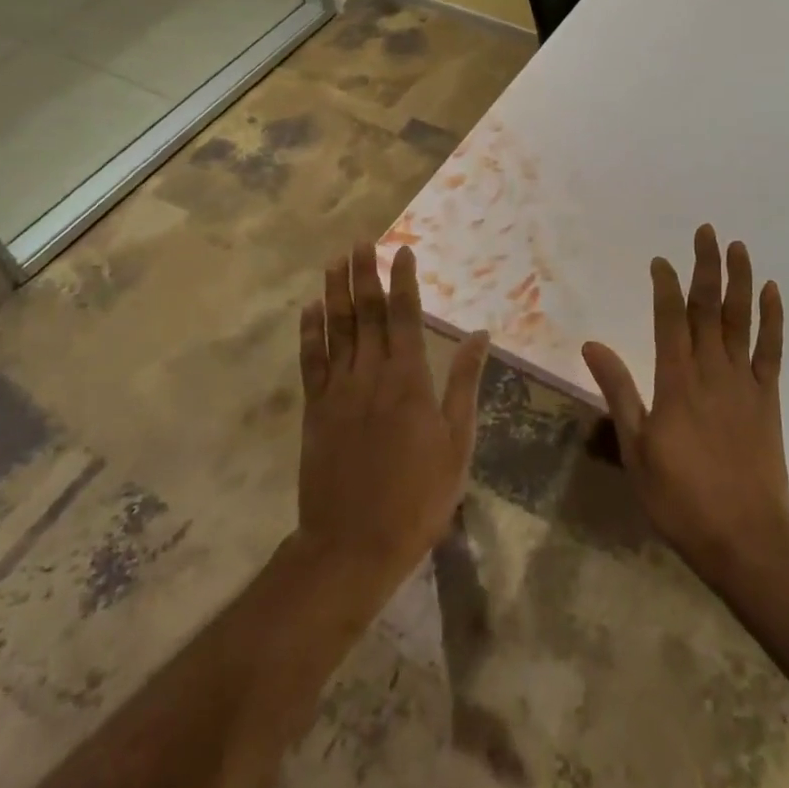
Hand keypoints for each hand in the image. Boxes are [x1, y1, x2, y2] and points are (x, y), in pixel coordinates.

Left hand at [295, 242, 489, 594]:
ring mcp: (338, 391)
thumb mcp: (456, 442)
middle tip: (362, 242)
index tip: (402, 251)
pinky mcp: (315, 411)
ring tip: (336, 261)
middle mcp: (370, 374)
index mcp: (408, 379)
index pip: (406, 316)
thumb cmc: (418, 496)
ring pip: (337, 330)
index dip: (404, 280)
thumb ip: (464, 384)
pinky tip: (309, 310)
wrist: (354, 545)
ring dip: (336, 293)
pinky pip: (311, 362)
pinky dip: (310, 333)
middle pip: (367, 314)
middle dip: (365, 274)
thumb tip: (479, 335)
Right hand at [582, 225, 788, 591]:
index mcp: (676, 381)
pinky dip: (772, 319)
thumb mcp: (636, 447)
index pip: (669, 318)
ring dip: (739, 280)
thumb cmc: (680, 497)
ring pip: (741, 319)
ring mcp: (744, 381)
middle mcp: (711, 370)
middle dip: (705, 266)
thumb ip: (618, 391)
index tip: (661, 260)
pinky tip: (770, 292)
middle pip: (707, 307)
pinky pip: (771, 349)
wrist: (744, 538)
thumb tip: (592, 344)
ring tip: (738, 247)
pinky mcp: (768, 398)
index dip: (665, 285)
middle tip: (706, 230)